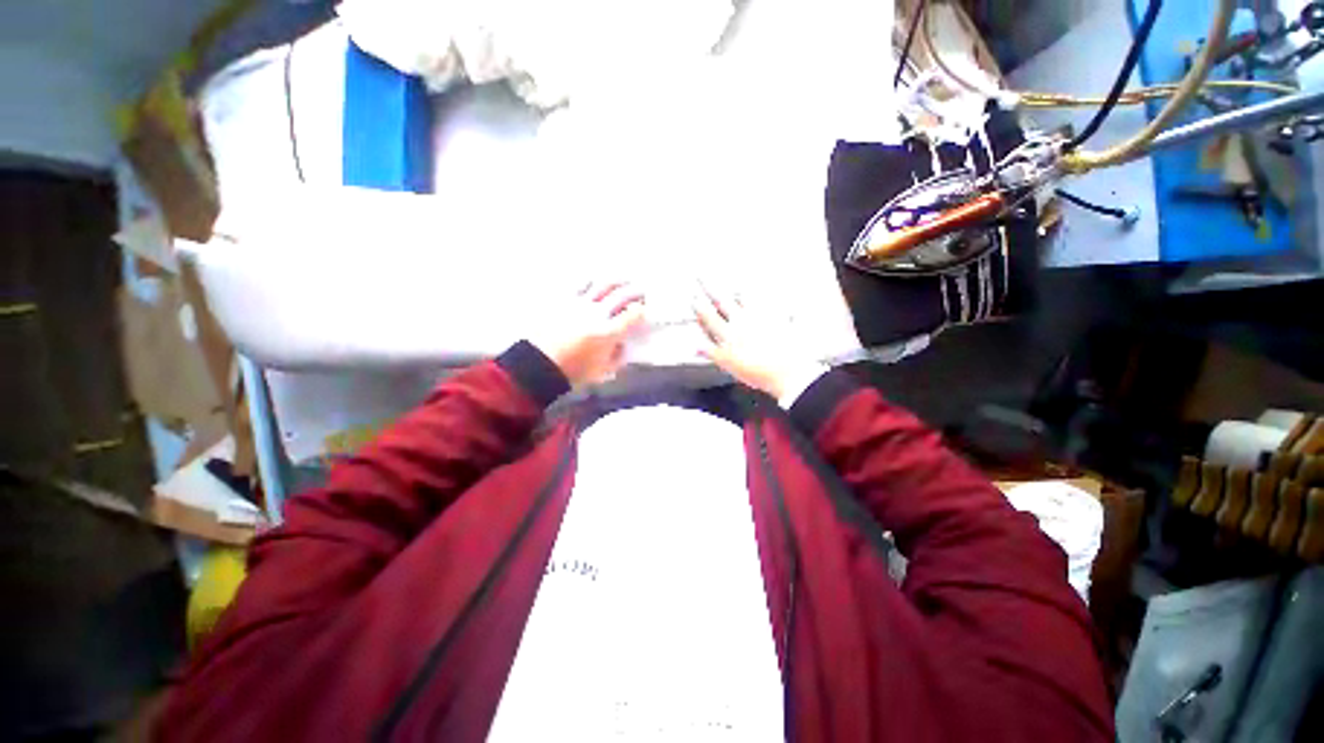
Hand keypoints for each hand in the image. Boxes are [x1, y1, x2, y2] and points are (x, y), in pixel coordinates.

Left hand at [533, 282, 646, 387]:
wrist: (539, 364)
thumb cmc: (573, 371)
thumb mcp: (602, 371)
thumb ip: (617, 358)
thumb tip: (622, 346)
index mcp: (610, 332)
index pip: (633, 315)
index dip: (641, 310)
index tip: (643, 310)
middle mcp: (598, 313)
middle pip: (621, 295)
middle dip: (635, 291)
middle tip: (641, 290)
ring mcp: (580, 303)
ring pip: (602, 284)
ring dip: (615, 280)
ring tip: (621, 279)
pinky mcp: (563, 300)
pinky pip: (579, 284)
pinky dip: (590, 280)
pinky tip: (594, 279)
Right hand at [693, 286, 821, 399]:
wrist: (788, 371)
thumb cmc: (757, 372)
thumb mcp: (729, 365)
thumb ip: (711, 353)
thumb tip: (695, 346)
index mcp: (728, 333)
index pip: (709, 316)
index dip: (699, 305)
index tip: (692, 295)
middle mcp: (741, 320)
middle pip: (723, 300)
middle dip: (710, 286)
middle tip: (702, 273)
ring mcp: (759, 315)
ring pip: (745, 296)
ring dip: (738, 288)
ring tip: (735, 279)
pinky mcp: (778, 315)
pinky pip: (771, 300)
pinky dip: (767, 293)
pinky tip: (767, 286)